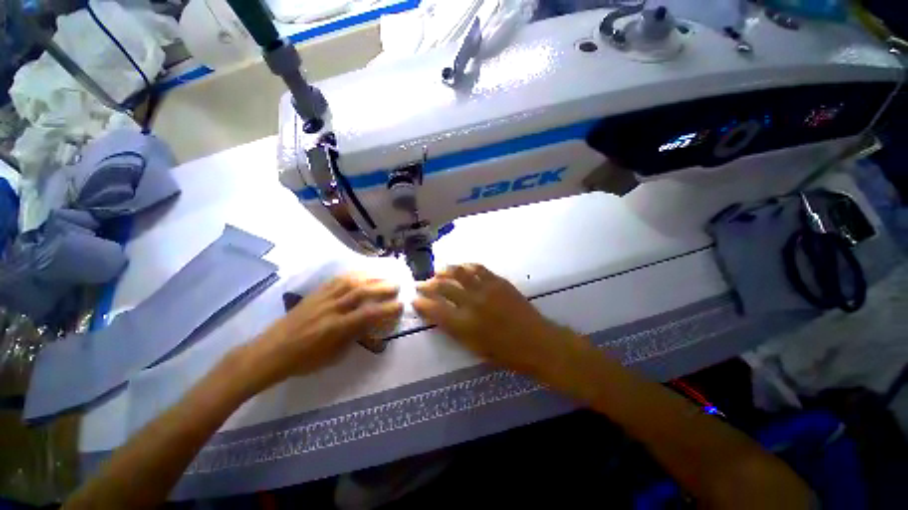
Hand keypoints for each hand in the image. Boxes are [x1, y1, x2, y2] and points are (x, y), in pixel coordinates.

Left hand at [242, 273, 402, 391]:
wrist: (270, 352)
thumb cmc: (303, 360)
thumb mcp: (333, 356)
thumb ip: (354, 337)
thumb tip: (371, 325)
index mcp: (336, 329)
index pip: (368, 315)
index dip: (387, 309)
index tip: (401, 305)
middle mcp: (331, 309)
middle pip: (361, 292)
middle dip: (382, 287)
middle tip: (397, 285)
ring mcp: (322, 298)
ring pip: (350, 282)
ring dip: (371, 277)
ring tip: (384, 275)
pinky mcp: (315, 293)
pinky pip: (336, 279)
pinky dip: (353, 274)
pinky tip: (362, 273)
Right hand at [413, 264, 578, 376]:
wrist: (536, 342)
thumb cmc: (505, 353)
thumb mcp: (474, 348)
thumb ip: (454, 330)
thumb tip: (440, 315)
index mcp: (464, 325)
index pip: (434, 310)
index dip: (421, 303)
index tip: (414, 299)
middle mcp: (472, 303)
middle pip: (443, 287)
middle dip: (428, 285)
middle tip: (422, 283)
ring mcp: (486, 289)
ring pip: (459, 273)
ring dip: (445, 271)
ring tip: (438, 271)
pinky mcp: (498, 281)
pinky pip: (478, 268)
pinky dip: (466, 266)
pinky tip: (461, 267)